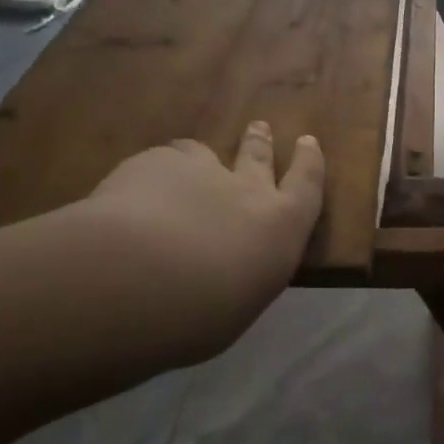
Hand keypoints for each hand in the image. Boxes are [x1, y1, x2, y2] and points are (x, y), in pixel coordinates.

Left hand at [50, 121, 324, 365]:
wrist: (139, 279)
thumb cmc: (201, 315)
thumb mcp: (238, 306)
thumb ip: (239, 277)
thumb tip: (224, 274)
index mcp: (280, 228)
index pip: (307, 186)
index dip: (309, 162)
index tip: (309, 141)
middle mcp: (246, 191)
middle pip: (258, 157)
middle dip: (261, 142)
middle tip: (259, 127)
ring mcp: (200, 171)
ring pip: (203, 154)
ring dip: (201, 159)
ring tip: (188, 165)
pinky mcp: (154, 163)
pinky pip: (159, 163)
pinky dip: (153, 175)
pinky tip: (135, 194)